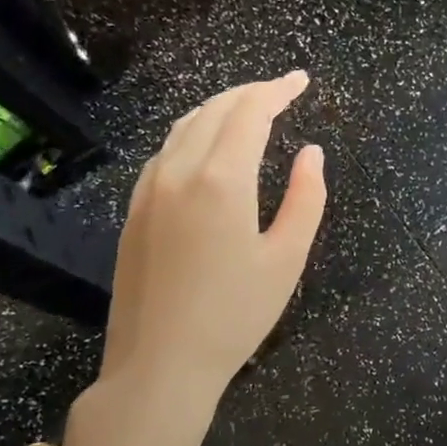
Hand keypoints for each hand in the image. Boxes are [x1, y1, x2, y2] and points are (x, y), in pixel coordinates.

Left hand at [65, 71, 327, 445]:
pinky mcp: (134, 209)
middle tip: (282, 91)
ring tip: (249, 109)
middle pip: (215, 110)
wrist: (158, 365)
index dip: (277, 90)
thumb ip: (306, 198)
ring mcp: (149, 189)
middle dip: (251, 92)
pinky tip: (207, 146)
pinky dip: (193, 132)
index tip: (301, 81)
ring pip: (184, 126)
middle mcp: (179, 172)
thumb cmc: (234, 315)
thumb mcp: (287, 259)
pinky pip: (166, 151)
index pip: (250, 112)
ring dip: (220, 108)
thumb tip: (312, 153)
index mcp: (221, 180)